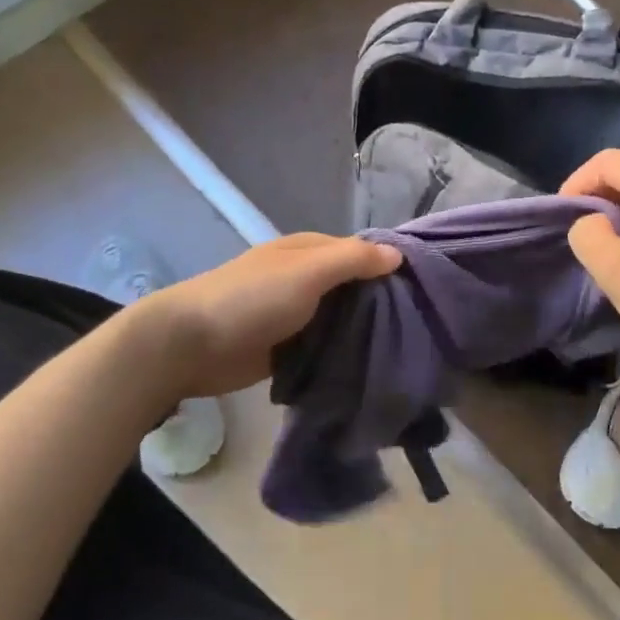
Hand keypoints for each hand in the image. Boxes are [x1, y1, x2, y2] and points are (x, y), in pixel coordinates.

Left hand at [129, 234, 400, 399]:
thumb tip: (398, 254)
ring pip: (342, 320)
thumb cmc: (251, 299)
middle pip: (355, 289)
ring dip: (365, 332)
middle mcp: (305, 279)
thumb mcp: (306, 272)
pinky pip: (326, 347)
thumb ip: (352, 260)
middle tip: (424, 328)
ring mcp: (296, 315)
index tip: (427, 291)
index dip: (391, 267)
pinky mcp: (288, 348)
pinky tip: (372, 368)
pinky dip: (344, 354)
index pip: (362, 253)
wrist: (191, 344)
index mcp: (309, 252)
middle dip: (382, 304)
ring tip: (406, 352)